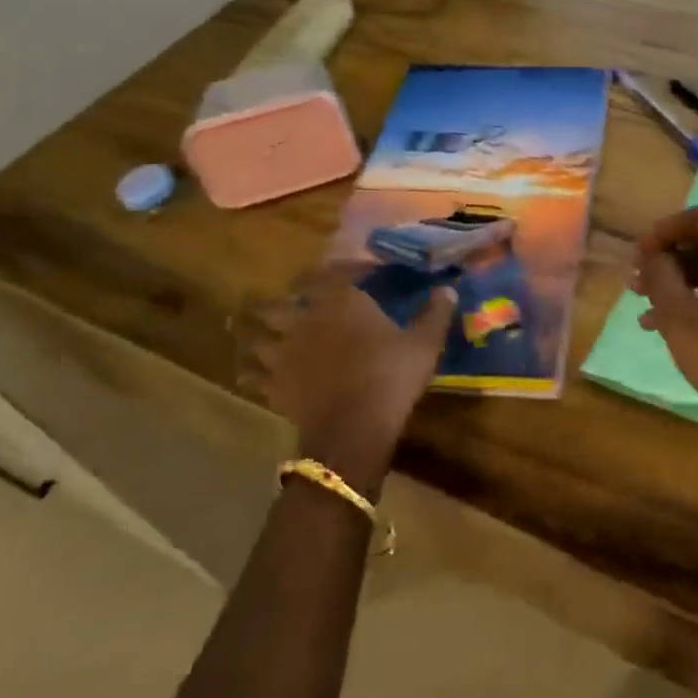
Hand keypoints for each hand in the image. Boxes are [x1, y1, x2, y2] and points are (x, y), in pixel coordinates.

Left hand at [234, 265, 455, 493]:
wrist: (353, 430)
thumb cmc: (391, 376)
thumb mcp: (424, 342)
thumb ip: (434, 313)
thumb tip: (447, 289)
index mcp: (341, 301)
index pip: (334, 272)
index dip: (345, 268)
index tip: (360, 272)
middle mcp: (305, 319)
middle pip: (280, 301)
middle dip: (283, 297)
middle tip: (291, 297)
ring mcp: (284, 353)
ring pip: (256, 334)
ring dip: (254, 330)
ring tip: (253, 327)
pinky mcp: (274, 386)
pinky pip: (253, 374)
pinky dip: (250, 370)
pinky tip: (252, 371)